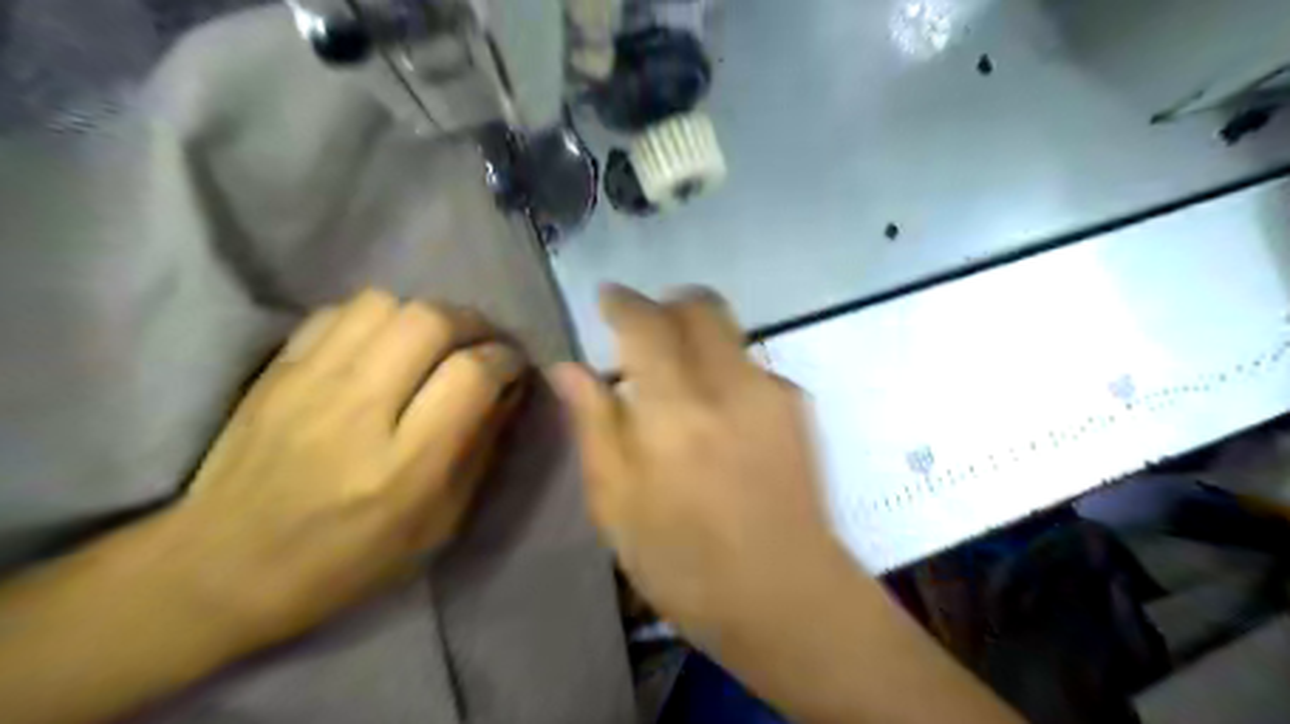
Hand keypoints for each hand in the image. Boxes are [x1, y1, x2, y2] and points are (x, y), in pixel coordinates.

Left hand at [164, 291, 524, 646]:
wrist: (222, 566)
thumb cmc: (348, 560)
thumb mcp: (438, 524)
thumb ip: (481, 450)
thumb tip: (509, 391)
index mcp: (404, 465)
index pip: (471, 375)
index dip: (506, 359)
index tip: (514, 367)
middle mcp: (358, 411)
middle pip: (431, 321)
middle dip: (473, 324)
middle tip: (482, 345)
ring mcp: (310, 382)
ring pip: (387, 304)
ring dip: (426, 316)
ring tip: (435, 343)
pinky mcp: (278, 369)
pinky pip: (340, 311)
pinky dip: (377, 318)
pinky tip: (383, 345)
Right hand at [551, 287, 848, 640]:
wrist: (787, 595)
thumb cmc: (685, 562)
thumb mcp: (616, 504)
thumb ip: (593, 425)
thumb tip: (568, 368)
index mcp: (674, 411)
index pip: (645, 323)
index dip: (622, 302)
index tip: (608, 299)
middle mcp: (730, 385)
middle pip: (701, 306)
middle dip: (668, 304)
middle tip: (644, 329)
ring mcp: (772, 392)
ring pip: (730, 331)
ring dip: (698, 336)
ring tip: (679, 379)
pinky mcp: (799, 407)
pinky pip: (752, 365)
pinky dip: (726, 369)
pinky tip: (719, 414)